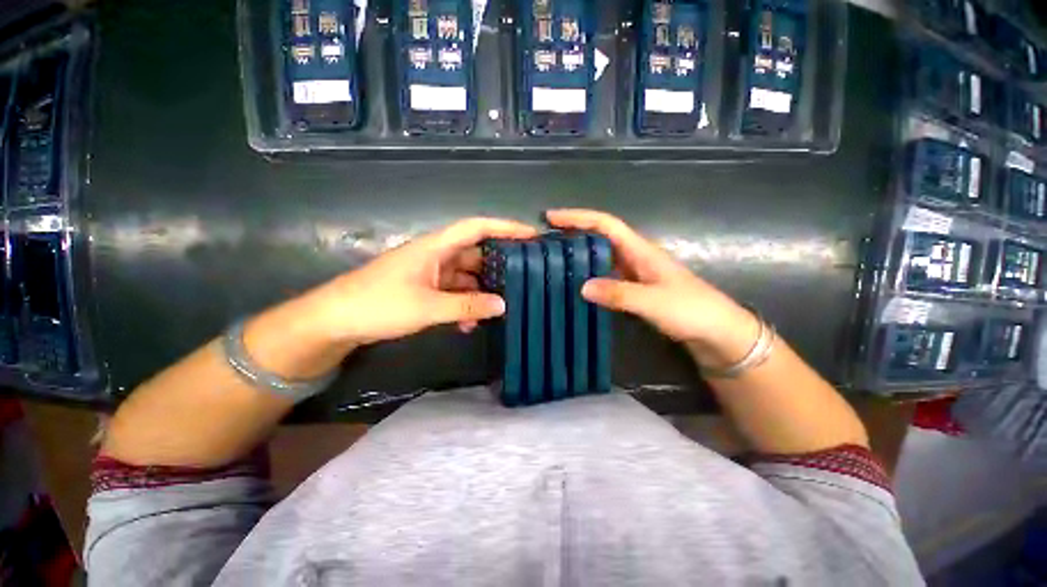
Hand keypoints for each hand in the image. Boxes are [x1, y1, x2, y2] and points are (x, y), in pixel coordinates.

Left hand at [302, 217, 538, 345]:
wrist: (334, 322)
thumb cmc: (378, 305)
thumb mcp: (428, 307)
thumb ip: (467, 306)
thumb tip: (503, 306)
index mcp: (435, 247)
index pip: (476, 228)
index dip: (505, 227)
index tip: (530, 235)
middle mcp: (436, 255)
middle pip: (476, 253)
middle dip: (499, 266)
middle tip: (524, 278)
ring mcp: (430, 273)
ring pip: (466, 277)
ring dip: (480, 292)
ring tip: (500, 309)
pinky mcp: (425, 289)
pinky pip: (454, 292)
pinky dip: (465, 305)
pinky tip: (471, 324)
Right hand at [545, 209, 758, 367]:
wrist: (718, 334)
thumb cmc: (692, 311)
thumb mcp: (654, 302)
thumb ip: (619, 294)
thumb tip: (582, 287)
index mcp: (641, 250)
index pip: (606, 224)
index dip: (579, 217)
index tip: (551, 217)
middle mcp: (635, 257)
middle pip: (600, 237)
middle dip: (574, 233)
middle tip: (545, 241)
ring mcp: (635, 274)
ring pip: (601, 257)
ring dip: (579, 254)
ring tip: (553, 260)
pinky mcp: (635, 290)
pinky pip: (605, 276)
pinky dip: (589, 276)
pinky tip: (576, 285)